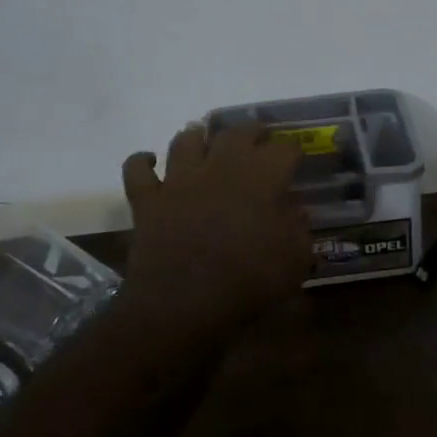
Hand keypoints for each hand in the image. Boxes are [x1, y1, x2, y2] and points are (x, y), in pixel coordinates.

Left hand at [120, 123, 310, 328]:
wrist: (183, 304)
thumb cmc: (248, 281)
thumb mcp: (295, 259)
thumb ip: (299, 228)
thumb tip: (296, 210)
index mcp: (262, 176)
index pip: (285, 149)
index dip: (293, 151)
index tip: (297, 160)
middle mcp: (220, 165)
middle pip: (237, 132)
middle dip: (251, 132)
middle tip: (258, 140)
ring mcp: (179, 179)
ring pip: (186, 140)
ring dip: (197, 137)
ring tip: (204, 142)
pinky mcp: (147, 199)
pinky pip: (137, 169)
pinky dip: (142, 161)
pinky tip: (150, 161)